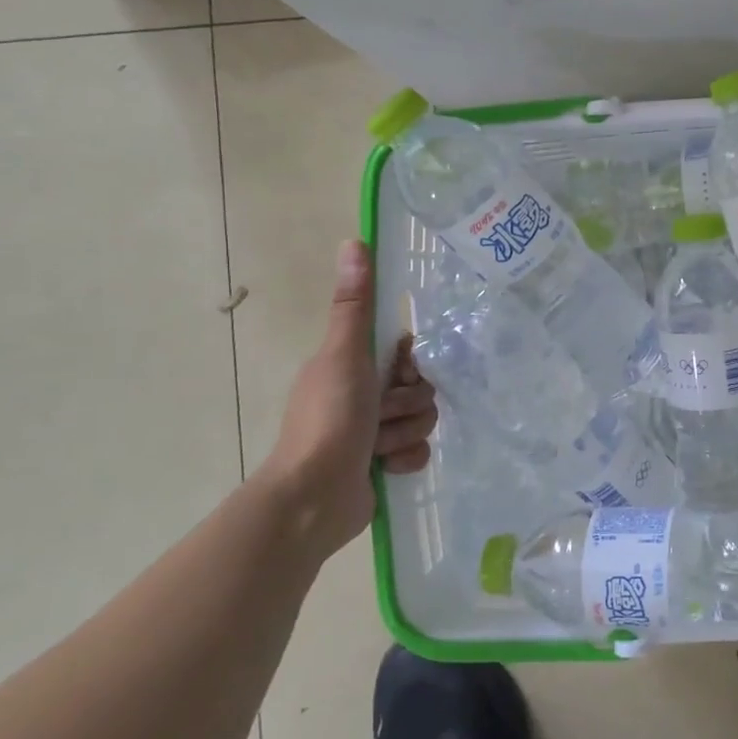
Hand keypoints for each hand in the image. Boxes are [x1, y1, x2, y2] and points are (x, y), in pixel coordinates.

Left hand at [259, 239, 437, 557]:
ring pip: (423, 420)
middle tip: (381, 414)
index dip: (410, 364)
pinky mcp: (383, 464)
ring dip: (405, 433)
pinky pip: (419, 452)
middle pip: (421, 388)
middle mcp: (363, 395)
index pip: (407, 353)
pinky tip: (384, 468)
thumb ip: (354, 305)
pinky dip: (404, 460)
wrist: (314, 497)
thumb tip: (354, 241)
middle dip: (408, 404)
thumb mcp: (345, 356)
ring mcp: (374, 432)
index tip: (398, 374)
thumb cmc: (329, 420)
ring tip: (378, 447)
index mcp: (353, 366)